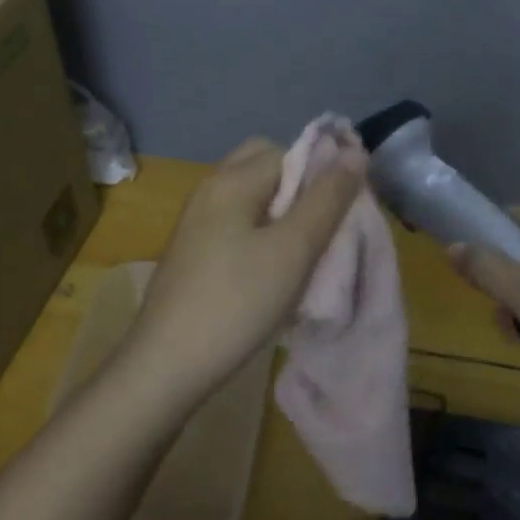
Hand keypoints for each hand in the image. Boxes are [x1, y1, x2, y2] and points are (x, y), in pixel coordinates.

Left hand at [124, 138, 364, 409]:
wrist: (164, 368)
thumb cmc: (236, 303)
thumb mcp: (294, 250)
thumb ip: (327, 198)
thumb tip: (354, 152)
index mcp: (233, 179)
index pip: (290, 150)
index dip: (322, 173)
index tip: (341, 210)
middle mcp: (210, 188)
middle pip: (266, 165)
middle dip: (299, 186)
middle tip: (320, 227)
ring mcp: (196, 220)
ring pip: (252, 194)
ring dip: (282, 212)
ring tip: (302, 252)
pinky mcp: (192, 250)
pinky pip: (235, 220)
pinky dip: (260, 231)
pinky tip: (270, 270)